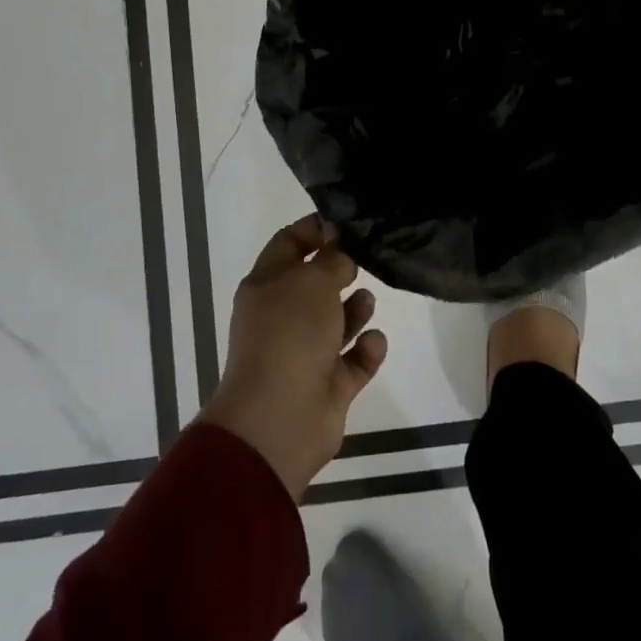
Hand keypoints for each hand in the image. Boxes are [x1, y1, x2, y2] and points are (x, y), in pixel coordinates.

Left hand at [197, 215, 387, 500]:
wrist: (279, 420)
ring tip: (366, 302)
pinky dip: (366, 350)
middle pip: (315, 283)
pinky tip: (373, 342)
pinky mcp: (329, 385)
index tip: (348, 220)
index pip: (289, 244)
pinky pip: (354, 360)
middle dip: (341, 270)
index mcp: (267, 286)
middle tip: (367, 258)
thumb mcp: (312, 282)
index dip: (315, 228)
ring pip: (336, 322)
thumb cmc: (290, 336)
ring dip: (356, 310)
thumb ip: (332, 258)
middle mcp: (283, 317)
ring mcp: (305, 353)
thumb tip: (339, 241)